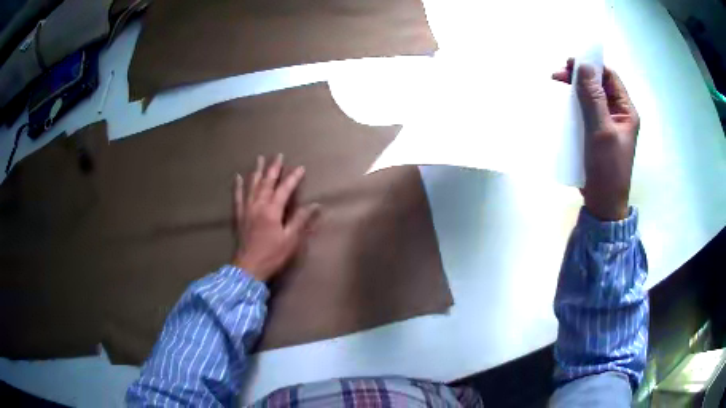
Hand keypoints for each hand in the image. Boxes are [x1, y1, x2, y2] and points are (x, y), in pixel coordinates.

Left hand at [232, 154, 319, 281]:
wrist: (248, 268)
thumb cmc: (272, 255)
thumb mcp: (290, 240)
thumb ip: (300, 220)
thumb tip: (314, 205)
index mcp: (272, 210)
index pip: (285, 189)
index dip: (293, 178)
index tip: (301, 168)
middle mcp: (258, 205)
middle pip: (267, 182)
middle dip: (274, 168)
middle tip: (278, 155)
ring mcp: (246, 209)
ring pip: (252, 185)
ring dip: (257, 171)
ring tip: (260, 159)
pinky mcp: (239, 216)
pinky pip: (238, 197)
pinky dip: (238, 186)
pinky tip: (237, 177)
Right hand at [553, 58, 639, 220]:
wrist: (604, 204)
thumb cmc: (607, 169)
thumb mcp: (601, 132)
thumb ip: (594, 99)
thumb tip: (584, 66)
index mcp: (626, 111)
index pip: (610, 78)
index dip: (592, 66)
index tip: (569, 63)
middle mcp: (618, 114)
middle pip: (600, 85)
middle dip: (580, 76)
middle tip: (559, 75)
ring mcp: (608, 124)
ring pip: (592, 97)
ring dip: (576, 89)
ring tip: (558, 86)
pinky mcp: (597, 134)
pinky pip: (586, 111)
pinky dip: (575, 104)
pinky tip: (564, 105)